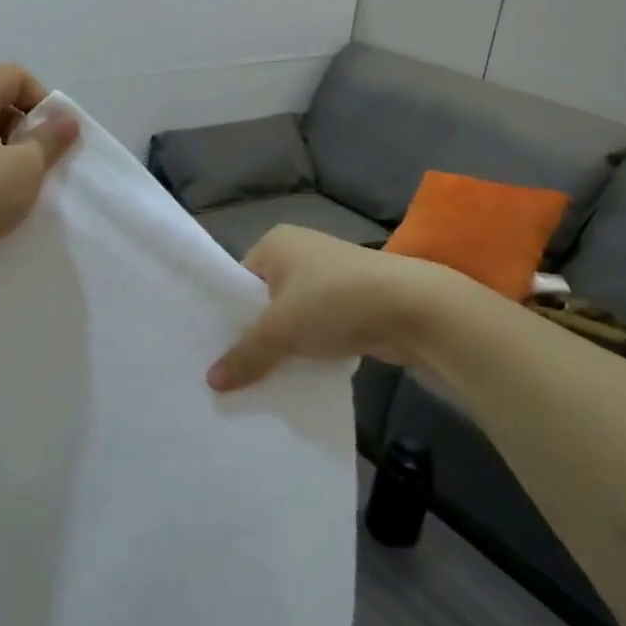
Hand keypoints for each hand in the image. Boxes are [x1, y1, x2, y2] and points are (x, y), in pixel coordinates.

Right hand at [208, 226, 450, 390]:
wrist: (413, 308)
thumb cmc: (334, 301)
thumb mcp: (280, 329)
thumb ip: (245, 354)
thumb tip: (212, 382)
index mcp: (276, 243)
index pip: (238, 279)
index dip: (226, 315)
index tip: (211, 349)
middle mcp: (301, 252)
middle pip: (263, 300)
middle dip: (253, 334)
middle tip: (230, 370)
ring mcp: (329, 277)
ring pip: (292, 317)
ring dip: (282, 346)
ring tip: (258, 379)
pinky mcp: (353, 302)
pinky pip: (317, 328)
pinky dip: (308, 349)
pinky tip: (296, 376)